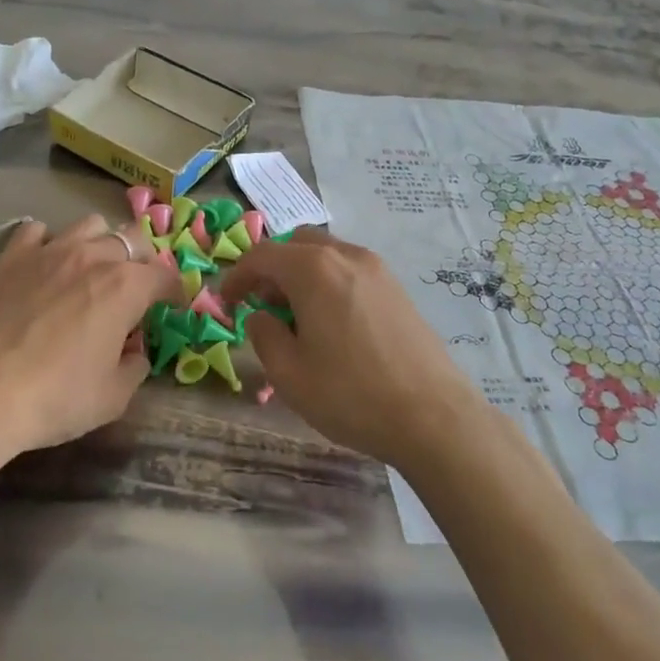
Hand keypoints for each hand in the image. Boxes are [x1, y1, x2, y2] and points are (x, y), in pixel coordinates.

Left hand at [0, 216, 179, 489]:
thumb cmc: (56, 399)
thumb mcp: (114, 397)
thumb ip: (136, 366)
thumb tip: (134, 350)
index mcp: (126, 287)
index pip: (166, 276)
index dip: (175, 292)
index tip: (172, 307)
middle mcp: (94, 257)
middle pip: (132, 239)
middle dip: (142, 260)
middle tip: (134, 289)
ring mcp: (50, 251)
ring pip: (90, 225)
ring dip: (100, 244)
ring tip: (92, 270)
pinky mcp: (12, 257)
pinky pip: (38, 231)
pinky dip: (48, 243)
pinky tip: (45, 265)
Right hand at [220, 230, 489, 468]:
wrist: (433, 416)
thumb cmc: (351, 395)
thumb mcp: (288, 373)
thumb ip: (263, 334)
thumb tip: (262, 316)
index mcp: (314, 269)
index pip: (262, 255)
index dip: (236, 275)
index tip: (226, 301)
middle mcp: (346, 255)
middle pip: (297, 243)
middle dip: (272, 268)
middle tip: (262, 305)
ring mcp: (378, 269)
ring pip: (326, 254)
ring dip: (301, 274)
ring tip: (296, 318)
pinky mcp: (397, 288)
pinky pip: (350, 270)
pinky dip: (328, 282)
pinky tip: (331, 324)